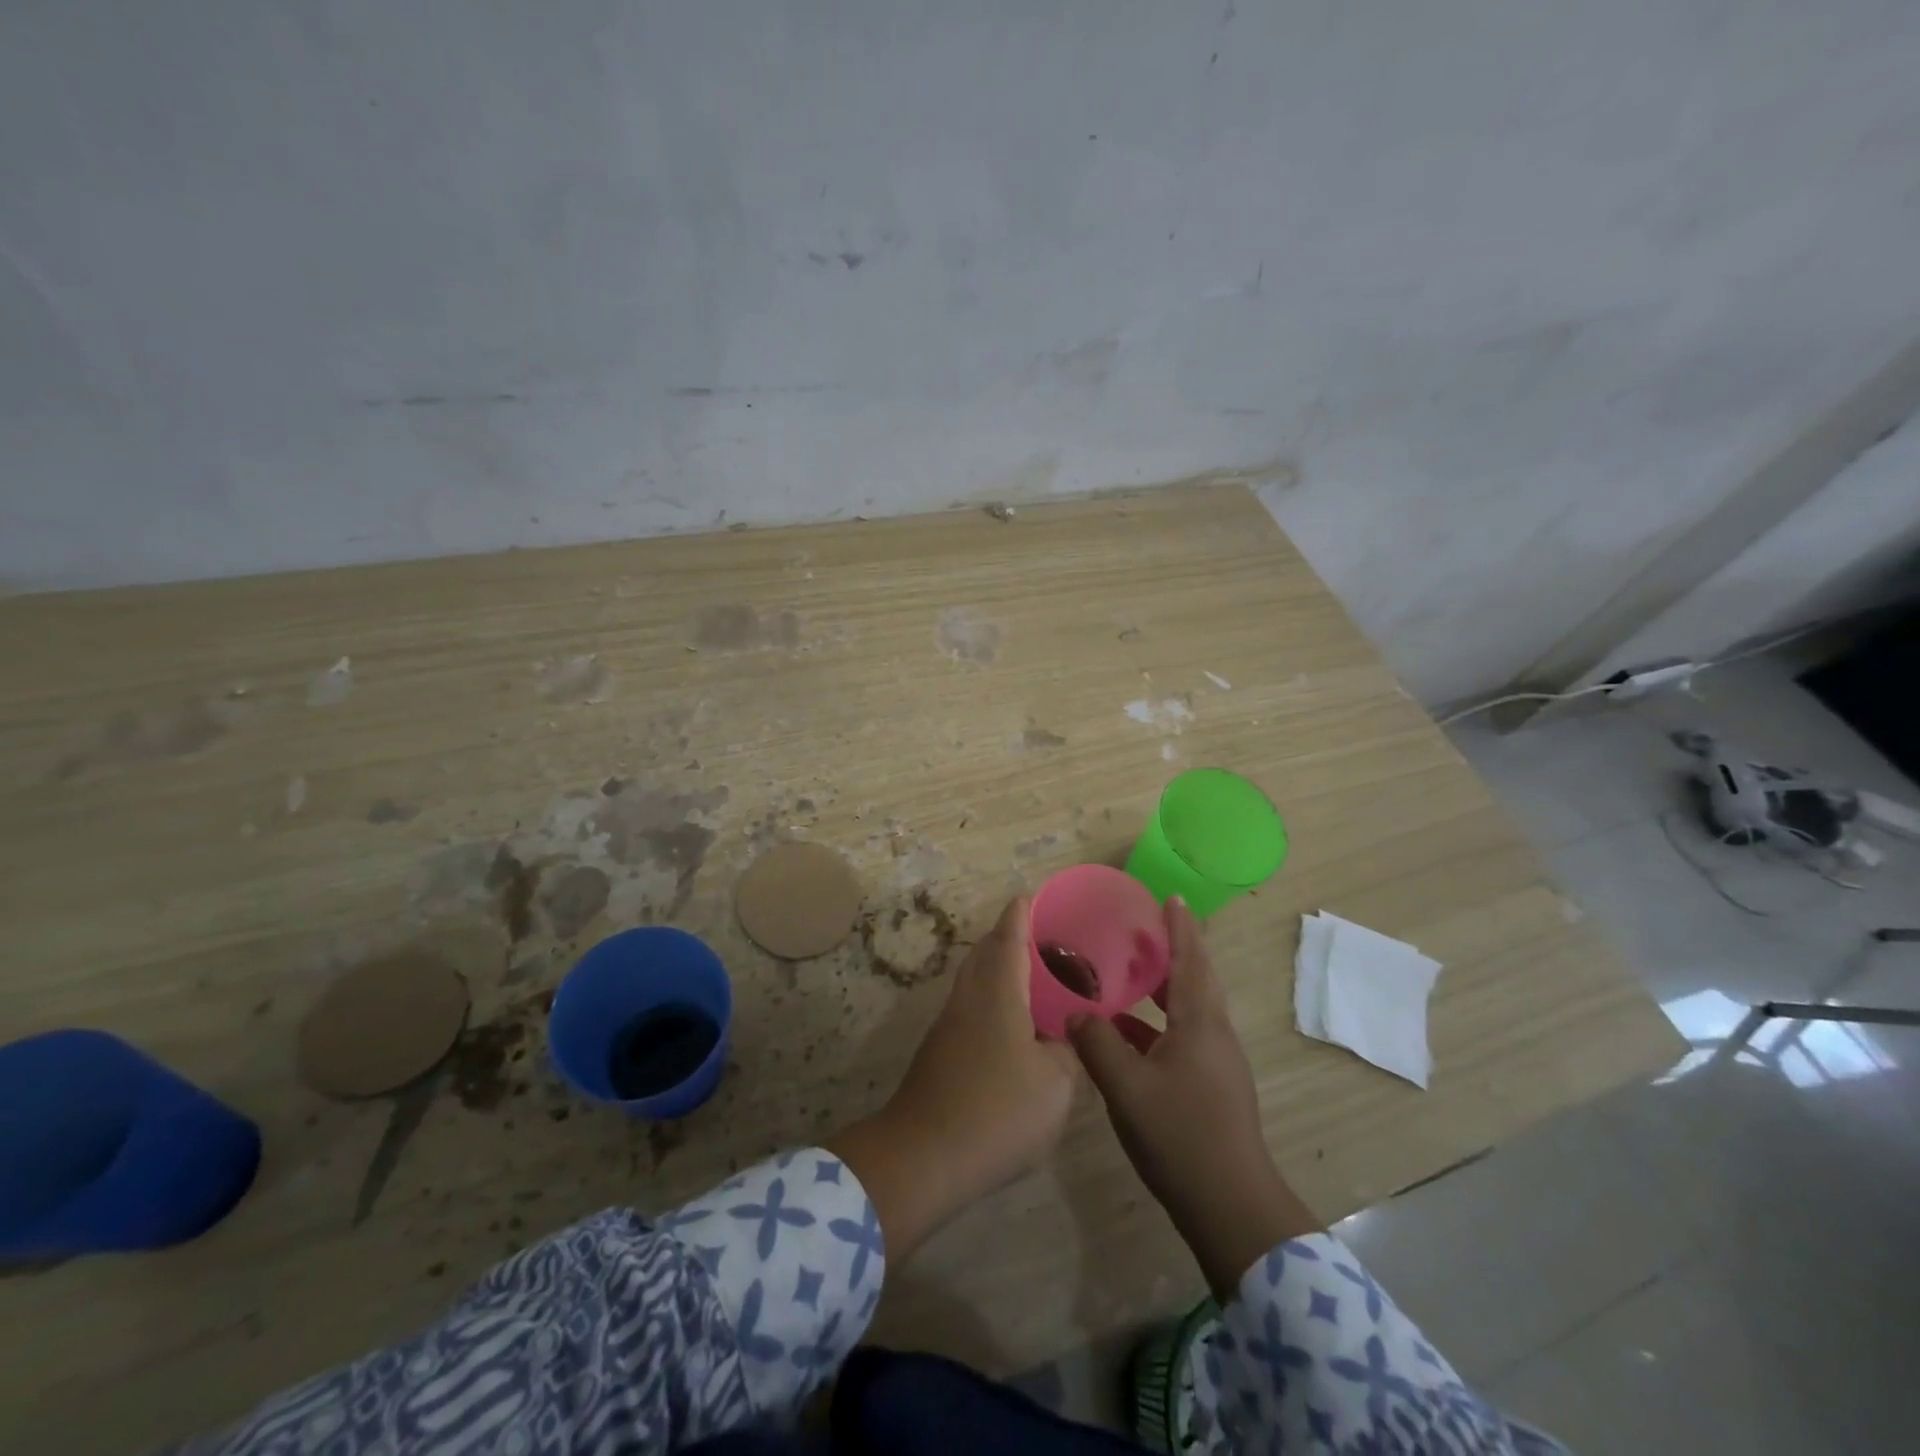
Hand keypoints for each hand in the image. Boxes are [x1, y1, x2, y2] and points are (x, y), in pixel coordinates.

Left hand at [827, 897, 1077, 1263]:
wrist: (924, 1156)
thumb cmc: (998, 1111)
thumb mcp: (1055, 1084)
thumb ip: (1068, 1052)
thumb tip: (1068, 1035)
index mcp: (998, 993)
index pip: (1008, 938)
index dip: (1020, 914)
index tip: (1030, 895)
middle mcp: (968, 998)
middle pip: (985, 953)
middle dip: (1007, 937)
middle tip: (1041, 938)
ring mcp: (948, 1025)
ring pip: (974, 980)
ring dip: (997, 968)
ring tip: (1032, 978)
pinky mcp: (938, 1052)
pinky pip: (969, 1007)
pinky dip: (990, 999)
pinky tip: (1011, 1025)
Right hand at [1068, 897, 1319, 1299]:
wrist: (1231, 1207)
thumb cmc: (1181, 1136)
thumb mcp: (1127, 1087)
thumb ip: (1098, 1043)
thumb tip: (1076, 1012)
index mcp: (1200, 1023)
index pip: (1191, 960)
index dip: (1180, 927)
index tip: (1170, 898)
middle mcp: (1213, 1034)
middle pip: (1194, 980)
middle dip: (1172, 951)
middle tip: (1142, 929)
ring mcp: (1215, 1063)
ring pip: (1188, 1010)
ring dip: (1162, 988)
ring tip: (1129, 972)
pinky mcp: (1211, 1087)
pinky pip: (1182, 1036)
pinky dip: (1156, 1024)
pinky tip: (1125, 1033)